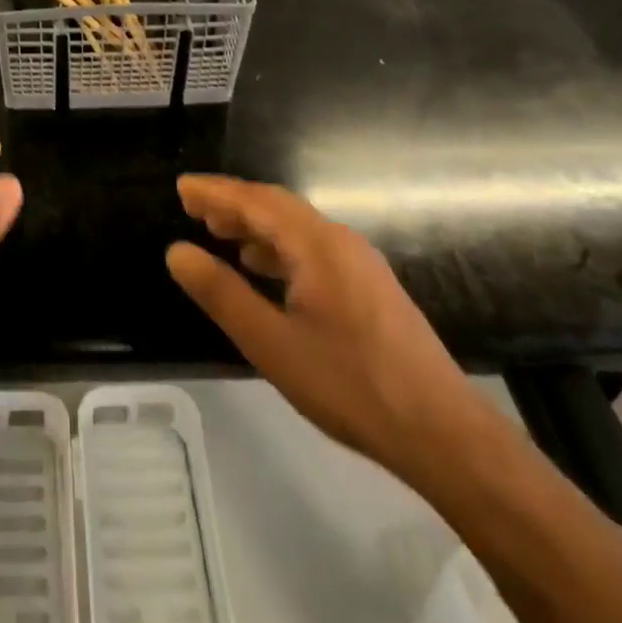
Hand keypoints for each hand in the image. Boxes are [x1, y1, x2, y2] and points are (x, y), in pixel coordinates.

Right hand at [166, 175, 490, 479]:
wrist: (444, 435)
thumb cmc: (351, 385)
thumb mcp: (271, 344)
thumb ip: (221, 293)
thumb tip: (177, 252)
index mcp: (316, 244)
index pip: (255, 201)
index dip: (214, 191)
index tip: (181, 187)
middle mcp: (340, 241)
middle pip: (277, 206)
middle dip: (233, 203)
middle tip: (193, 209)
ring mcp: (360, 263)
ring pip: (296, 227)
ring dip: (256, 224)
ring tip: (220, 235)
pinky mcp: (370, 287)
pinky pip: (313, 248)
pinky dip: (279, 247)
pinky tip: (266, 270)